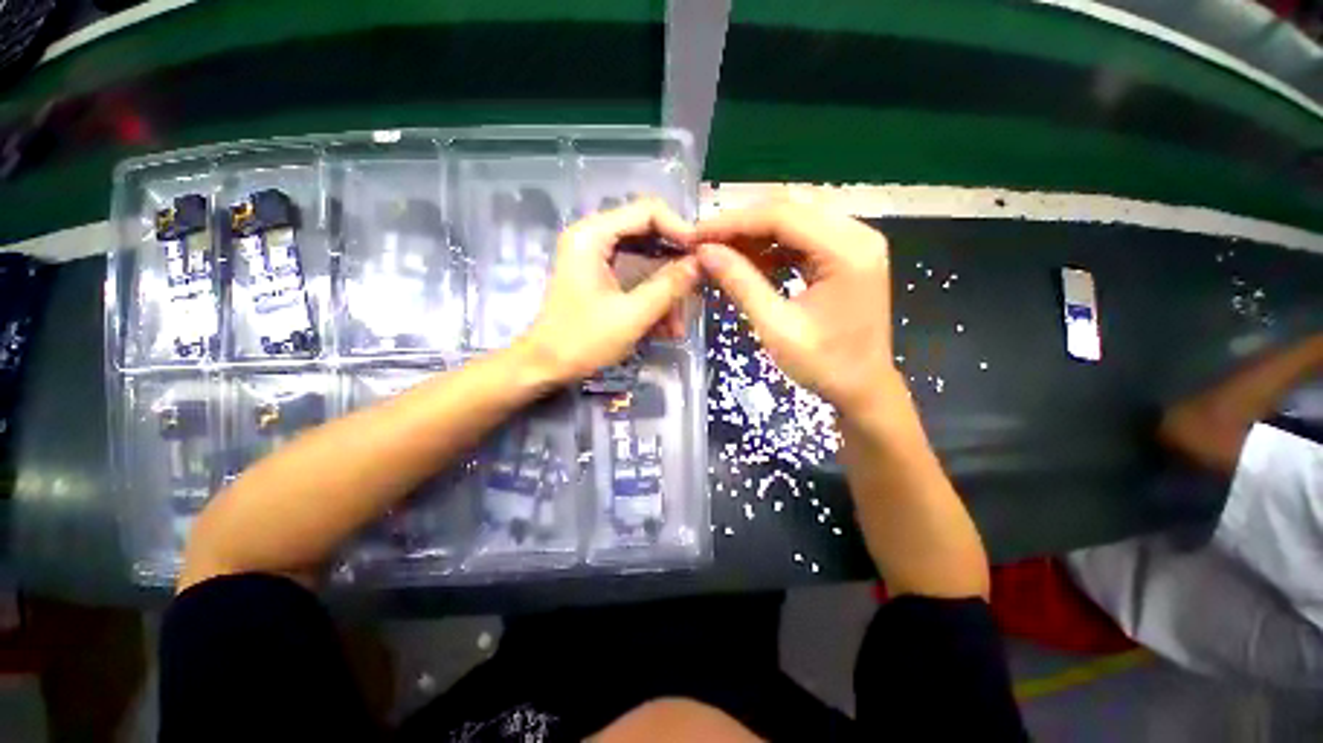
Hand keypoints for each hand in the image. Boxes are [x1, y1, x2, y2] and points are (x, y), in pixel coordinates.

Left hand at [518, 199, 699, 385]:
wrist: (545, 367)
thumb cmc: (582, 341)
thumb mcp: (632, 315)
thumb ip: (669, 286)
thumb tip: (701, 263)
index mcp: (593, 235)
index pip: (648, 211)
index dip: (681, 229)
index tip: (704, 256)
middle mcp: (593, 237)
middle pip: (648, 236)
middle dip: (675, 266)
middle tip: (698, 288)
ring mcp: (596, 258)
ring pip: (645, 261)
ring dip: (666, 291)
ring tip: (679, 325)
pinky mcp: (599, 277)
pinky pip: (635, 278)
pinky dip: (652, 299)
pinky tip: (666, 328)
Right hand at [695, 203, 894, 413]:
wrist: (862, 388)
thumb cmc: (824, 365)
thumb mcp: (776, 327)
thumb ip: (741, 283)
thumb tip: (705, 251)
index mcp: (847, 250)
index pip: (781, 215)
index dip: (733, 222)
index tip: (696, 235)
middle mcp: (856, 233)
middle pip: (788, 210)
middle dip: (741, 225)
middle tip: (704, 243)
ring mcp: (854, 242)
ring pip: (793, 220)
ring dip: (753, 235)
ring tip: (719, 252)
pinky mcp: (846, 255)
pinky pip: (801, 238)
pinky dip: (771, 247)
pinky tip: (747, 261)